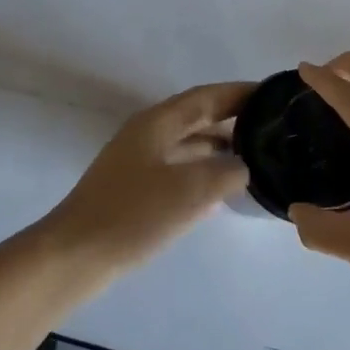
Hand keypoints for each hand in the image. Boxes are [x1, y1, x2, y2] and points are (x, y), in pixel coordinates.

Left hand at [50, 81, 253, 271]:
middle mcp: (148, 134)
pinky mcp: (136, 189)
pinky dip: (204, 170)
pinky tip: (223, 189)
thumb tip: (244, 166)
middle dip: (234, 118)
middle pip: (197, 116)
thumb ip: (227, 171)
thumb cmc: (133, 214)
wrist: (75, 256)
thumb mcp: (191, 190)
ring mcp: (139, 161)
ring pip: (189, 143)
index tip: (275, 95)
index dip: (241, 93)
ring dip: (220, 145)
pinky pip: (180, 168)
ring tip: (256, 155)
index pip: (207, 96)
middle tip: (272, 126)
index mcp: (158, 122)